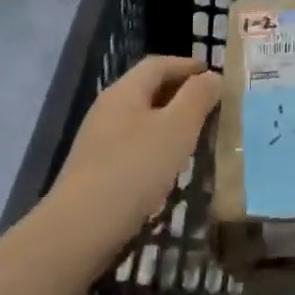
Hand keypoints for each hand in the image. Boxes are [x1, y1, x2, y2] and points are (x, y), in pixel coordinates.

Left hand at [51, 56, 220, 251]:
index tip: (214, 75)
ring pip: (140, 118)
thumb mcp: (176, 129)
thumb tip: (212, 76)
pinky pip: (132, 144)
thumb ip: (197, 98)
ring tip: (195, 135)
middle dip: (180, 92)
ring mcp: (98, 140)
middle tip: (210, 105)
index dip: (187, 65)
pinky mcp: (96, 169)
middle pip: (147, 89)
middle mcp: (108, 108)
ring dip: (168, 121)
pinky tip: (168, 166)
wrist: (80, 230)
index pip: (158, 64)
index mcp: (125, 91)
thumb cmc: (134, 170)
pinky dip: (155, 145)